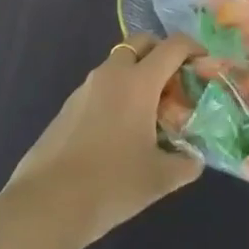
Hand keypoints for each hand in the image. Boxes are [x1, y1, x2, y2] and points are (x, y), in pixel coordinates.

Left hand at [1, 33, 203, 248]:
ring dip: (136, 73)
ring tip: (147, 110)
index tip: (203, 62)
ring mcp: (85, 88)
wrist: (45, 206)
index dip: (193, 47)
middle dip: (160, 52)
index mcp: (139, 81)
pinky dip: (115, 93)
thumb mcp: (158, 179)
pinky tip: (117, 130)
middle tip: (174, 80)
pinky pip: (100, 86)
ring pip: (117, 64)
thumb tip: (195, 159)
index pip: (173, 46)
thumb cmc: (110, 184)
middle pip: (141, 42)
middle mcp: (112, 73)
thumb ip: (185, 164)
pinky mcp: (67, 107)